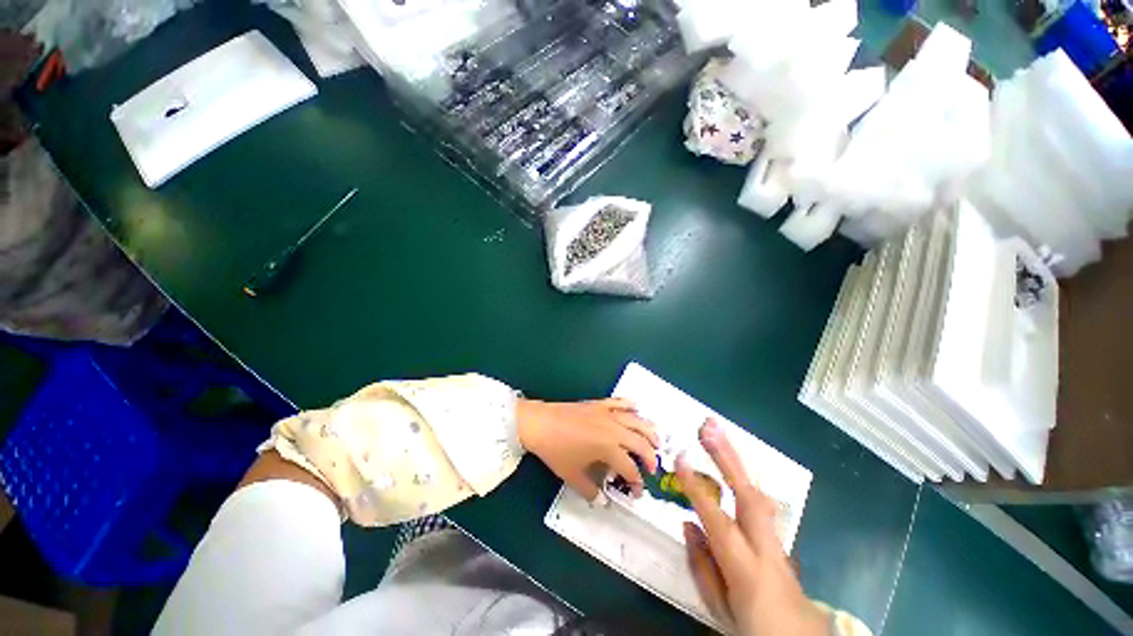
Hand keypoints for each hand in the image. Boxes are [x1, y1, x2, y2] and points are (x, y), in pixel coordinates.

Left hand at [517, 398, 658, 499]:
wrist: (540, 423)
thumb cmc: (556, 450)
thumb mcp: (572, 475)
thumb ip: (590, 490)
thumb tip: (602, 499)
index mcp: (609, 448)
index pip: (630, 469)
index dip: (636, 483)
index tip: (636, 492)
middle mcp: (614, 429)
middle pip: (641, 443)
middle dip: (650, 457)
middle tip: (652, 468)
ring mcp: (608, 413)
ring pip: (637, 420)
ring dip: (649, 431)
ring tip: (656, 441)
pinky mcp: (600, 404)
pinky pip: (620, 402)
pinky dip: (631, 405)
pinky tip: (637, 409)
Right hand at [678, 419, 827, 635]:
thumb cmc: (752, 628)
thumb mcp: (719, 607)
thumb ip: (701, 564)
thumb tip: (688, 522)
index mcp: (745, 567)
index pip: (717, 519)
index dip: (696, 488)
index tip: (679, 459)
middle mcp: (764, 546)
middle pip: (747, 494)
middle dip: (726, 457)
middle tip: (707, 427)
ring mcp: (775, 540)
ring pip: (756, 491)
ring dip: (735, 458)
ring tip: (717, 431)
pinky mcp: (779, 539)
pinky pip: (760, 500)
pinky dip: (745, 474)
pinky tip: (733, 458)